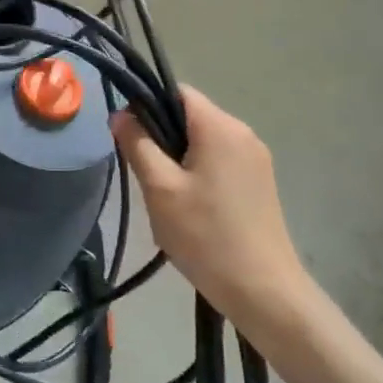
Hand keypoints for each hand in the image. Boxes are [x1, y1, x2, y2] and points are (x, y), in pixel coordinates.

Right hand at [112, 87, 320, 350]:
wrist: (262, 290)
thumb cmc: (205, 235)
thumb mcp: (160, 188)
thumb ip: (137, 144)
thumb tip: (120, 114)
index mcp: (220, 127)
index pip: (177, 92)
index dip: (146, 104)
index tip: (127, 136)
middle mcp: (243, 133)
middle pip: (190, 115)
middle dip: (160, 135)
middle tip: (142, 173)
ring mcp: (255, 158)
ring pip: (203, 140)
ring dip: (177, 156)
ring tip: (163, 194)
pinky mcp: (259, 181)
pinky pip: (219, 159)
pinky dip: (197, 171)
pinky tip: (188, 206)